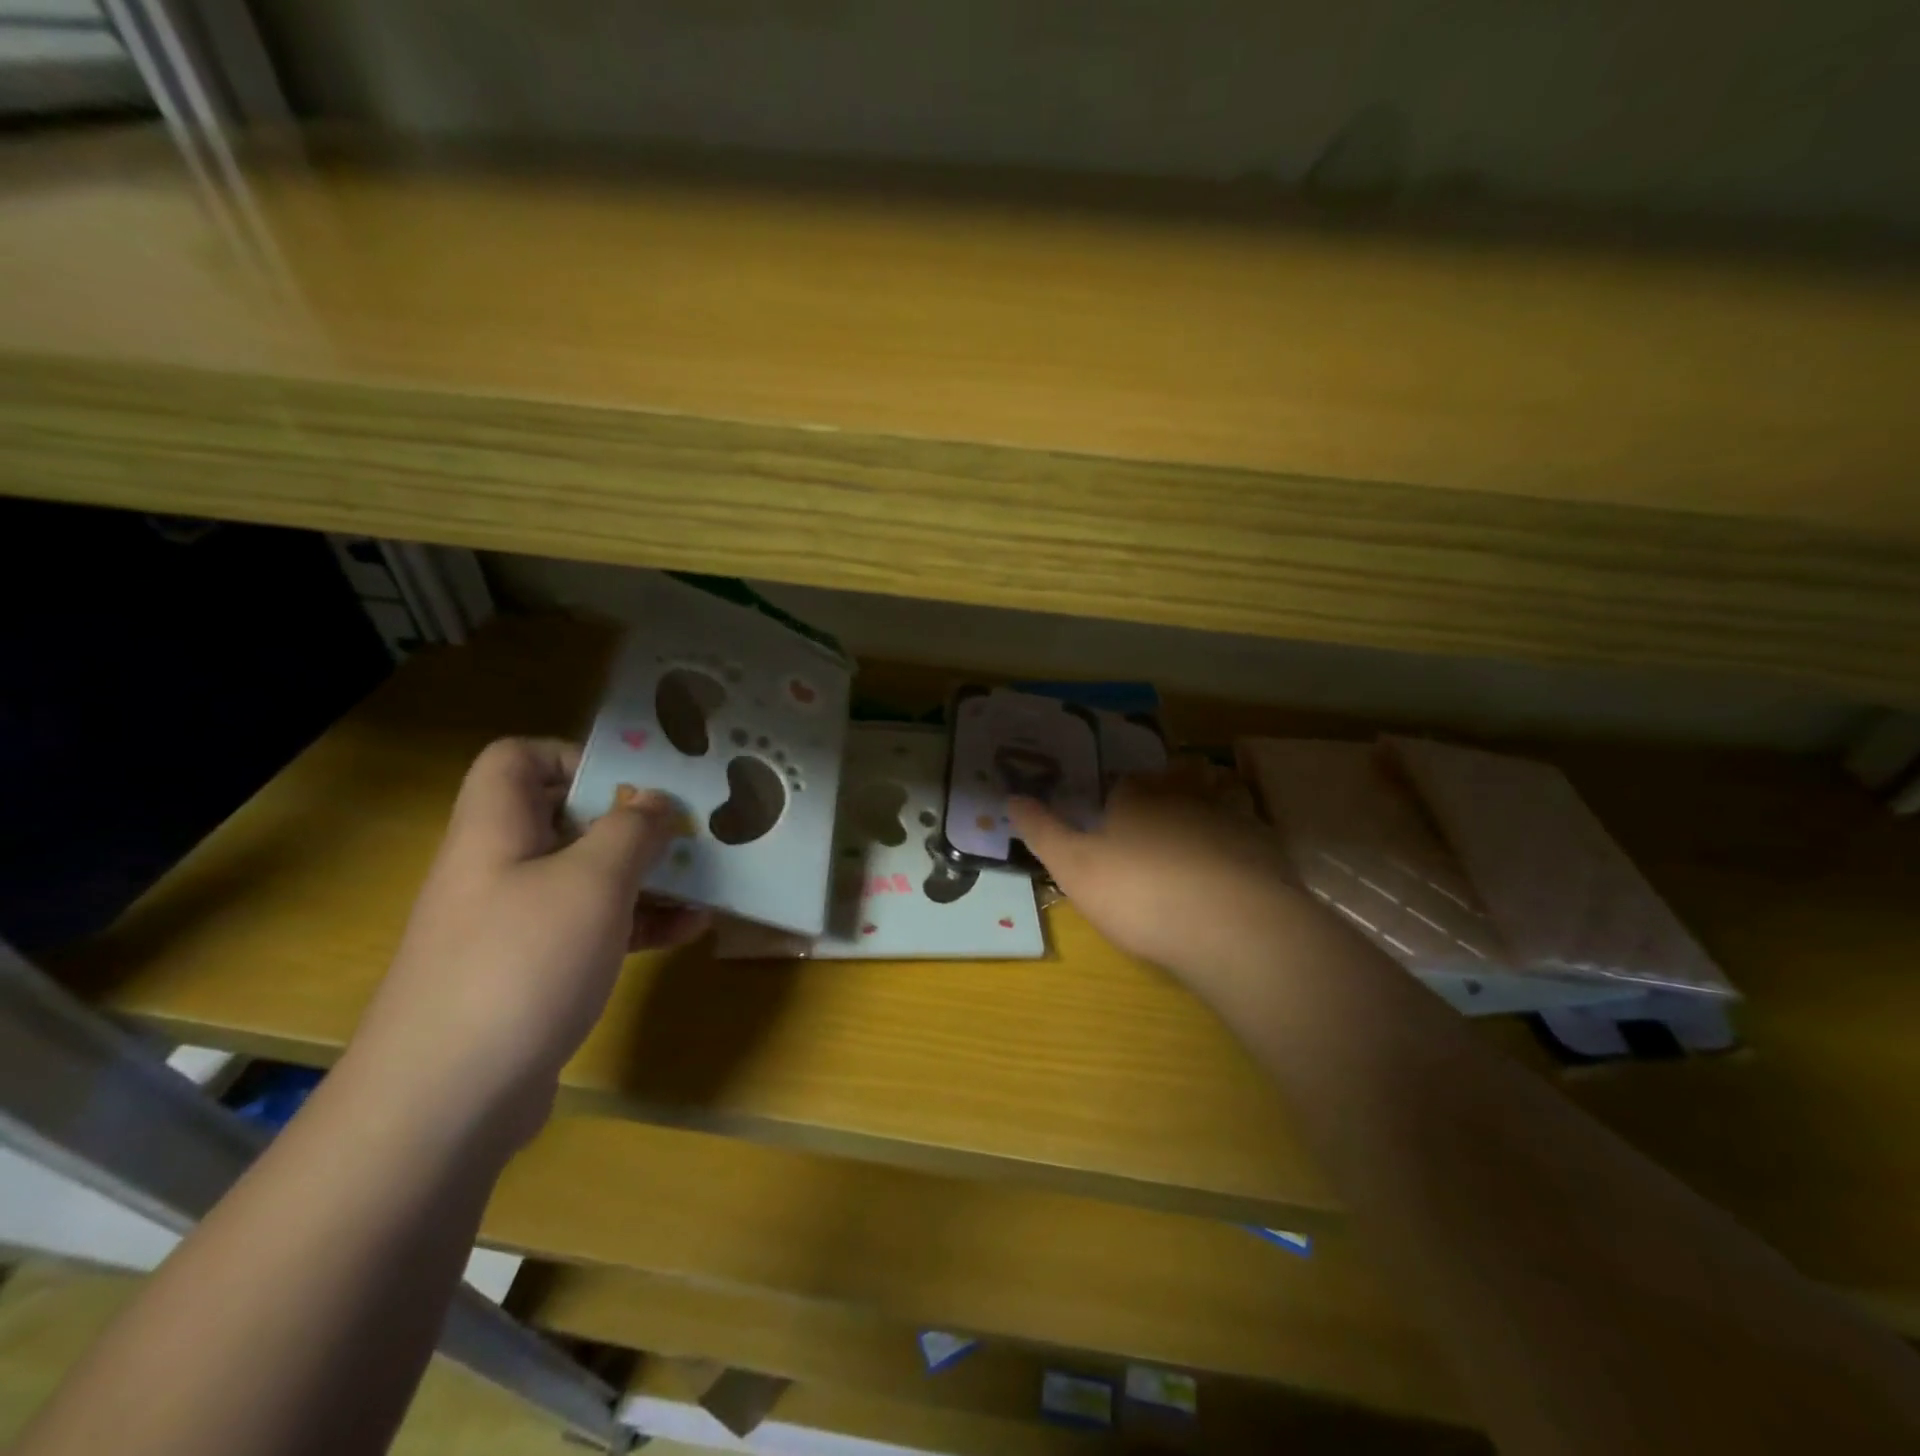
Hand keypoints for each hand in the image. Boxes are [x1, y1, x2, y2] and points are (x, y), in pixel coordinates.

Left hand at [349, 738, 708, 1144]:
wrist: (446, 1103)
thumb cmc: (521, 965)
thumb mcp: (592, 883)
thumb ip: (631, 830)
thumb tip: (656, 800)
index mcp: (496, 831)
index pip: (517, 759)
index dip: (574, 755)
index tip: (635, 780)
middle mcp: (500, 869)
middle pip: (563, 818)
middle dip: (631, 820)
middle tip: (689, 828)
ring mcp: (514, 925)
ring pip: (586, 876)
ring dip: (646, 874)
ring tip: (705, 879)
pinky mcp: (533, 973)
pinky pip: (592, 928)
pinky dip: (639, 923)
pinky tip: (690, 930)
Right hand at [1009, 770, 1304, 993]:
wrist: (1233, 928)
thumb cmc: (1141, 894)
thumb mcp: (1074, 868)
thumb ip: (1043, 831)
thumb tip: (1012, 797)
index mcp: (1136, 795)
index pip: (1123, 783)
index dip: (1117, 799)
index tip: (1112, 820)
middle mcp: (1184, 793)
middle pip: (1173, 780)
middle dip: (1165, 792)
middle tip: (1157, 820)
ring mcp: (1231, 816)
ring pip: (1217, 795)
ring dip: (1210, 803)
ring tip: (1200, 830)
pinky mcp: (1266, 846)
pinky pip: (1249, 829)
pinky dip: (1240, 838)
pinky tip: (1234, 863)